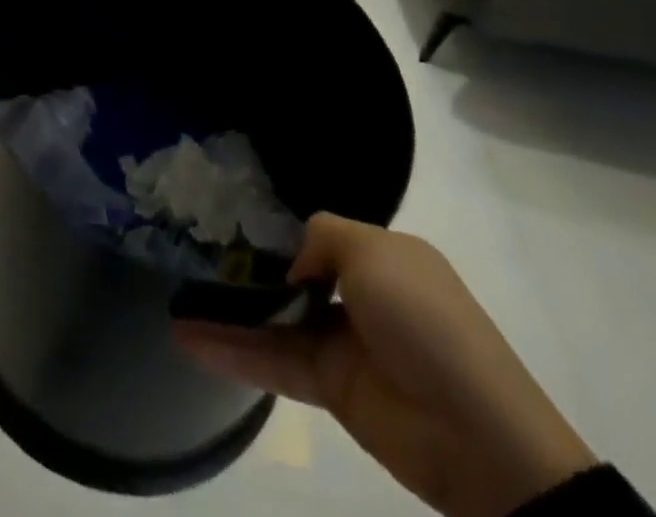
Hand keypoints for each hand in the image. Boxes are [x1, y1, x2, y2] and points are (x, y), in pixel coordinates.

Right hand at [176, 215, 594, 516]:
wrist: (480, 436)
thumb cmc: (425, 319)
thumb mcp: (374, 251)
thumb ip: (322, 237)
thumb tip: (292, 263)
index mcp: (381, 255)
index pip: (318, 235)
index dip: (278, 229)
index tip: (229, 220)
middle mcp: (360, 294)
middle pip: (291, 275)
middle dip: (245, 268)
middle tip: (190, 255)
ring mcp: (344, 344)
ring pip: (275, 319)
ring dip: (228, 313)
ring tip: (176, 303)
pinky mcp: (331, 389)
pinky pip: (275, 361)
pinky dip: (234, 351)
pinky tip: (191, 338)